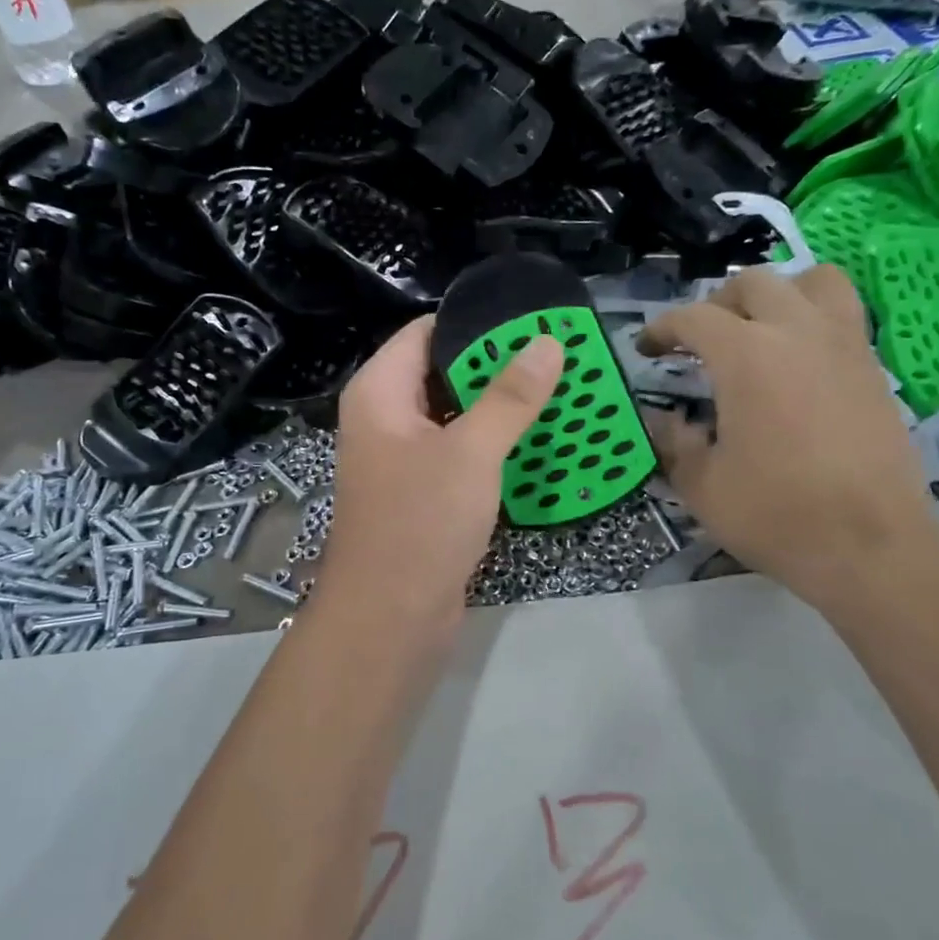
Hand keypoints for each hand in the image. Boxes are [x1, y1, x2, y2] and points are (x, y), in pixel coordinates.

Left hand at [318, 315, 561, 642]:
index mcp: (379, 393)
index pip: (425, 333)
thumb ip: (510, 396)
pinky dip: (493, 444)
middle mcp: (385, 418)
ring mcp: (402, 458)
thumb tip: (547, 341)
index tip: (531, 319)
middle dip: (496, 366)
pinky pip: (460, 453)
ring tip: (559, 390)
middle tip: (558, 355)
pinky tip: (537, 441)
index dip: (475, 323)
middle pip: (442, 372)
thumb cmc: (420, 523)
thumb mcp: (472, 451)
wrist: (391, 620)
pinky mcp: (422, 492)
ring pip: (455, 415)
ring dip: (500, 407)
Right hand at [640, 266, 938, 611]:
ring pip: (814, 282)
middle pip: (754, 284)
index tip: (647, 349)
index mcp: (746, 355)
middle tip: (702, 340)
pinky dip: (814, 322)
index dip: (662, 329)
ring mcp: (844, 346)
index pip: (693, 318)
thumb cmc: (776, 513)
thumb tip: (660, 420)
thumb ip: (673, 442)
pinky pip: (843, 317)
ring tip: (762, 330)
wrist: (871, 546)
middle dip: (718, 304)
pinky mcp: (874, 369)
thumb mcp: (702, 485)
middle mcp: (797, 333)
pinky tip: (799, 365)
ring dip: (779, 295)